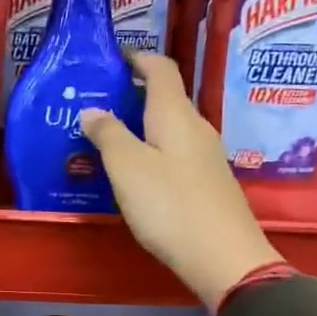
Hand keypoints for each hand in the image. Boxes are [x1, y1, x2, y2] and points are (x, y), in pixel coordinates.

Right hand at [81, 52, 281, 309]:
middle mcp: (196, 128)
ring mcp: (205, 157)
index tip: (112, 58)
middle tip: (96, 103)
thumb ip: (108, 134)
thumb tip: (93, 110)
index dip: (137, 58)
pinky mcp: (207, 183)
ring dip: (140, 125)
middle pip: (165, 98)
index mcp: (175, 115)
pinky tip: (133, 171)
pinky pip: (174, 153)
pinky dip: (151, 150)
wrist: (223, 258)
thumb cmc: (170, 205)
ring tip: (107, 137)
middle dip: (131, 94)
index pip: (160, 69)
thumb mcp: (127, 167)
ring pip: (169, 128)